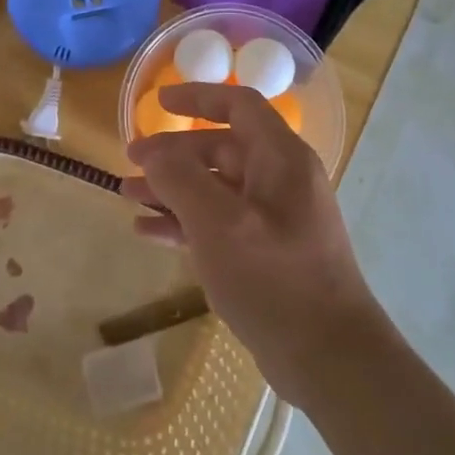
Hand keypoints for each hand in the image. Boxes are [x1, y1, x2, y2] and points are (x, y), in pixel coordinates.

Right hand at [124, 83, 387, 406]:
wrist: (327, 356)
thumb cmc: (273, 277)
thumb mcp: (218, 222)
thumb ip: (179, 178)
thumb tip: (151, 151)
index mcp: (280, 158)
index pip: (239, 106)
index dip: (198, 97)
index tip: (159, 101)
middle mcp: (281, 180)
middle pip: (222, 149)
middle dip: (174, 154)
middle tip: (129, 163)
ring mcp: (275, 219)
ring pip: (216, 188)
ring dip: (172, 190)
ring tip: (127, 197)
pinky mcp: (266, 253)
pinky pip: (219, 223)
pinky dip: (185, 223)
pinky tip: (148, 233)